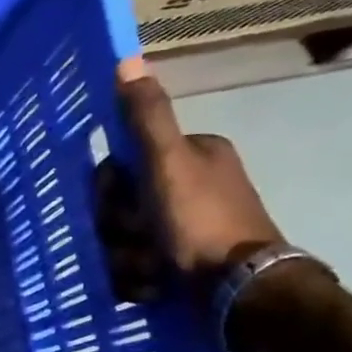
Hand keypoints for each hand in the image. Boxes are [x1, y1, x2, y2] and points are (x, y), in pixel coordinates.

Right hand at [112, 58, 284, 277]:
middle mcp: (193, 185)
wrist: (239, 291)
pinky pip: (140, 266)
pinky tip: (153, 285)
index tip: (121, 204)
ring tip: (150, 271)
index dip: (112, 187)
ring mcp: (190, 227)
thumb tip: (128, 60)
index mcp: (194, 154)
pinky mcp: (187, 263)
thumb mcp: (168, 163)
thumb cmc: (201, 221)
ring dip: (127, 258)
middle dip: (120, 229)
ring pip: (127, 239)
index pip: (125, 163)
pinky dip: (140, 279)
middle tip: (138, 241)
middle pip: (123, 205)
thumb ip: (146, 118)